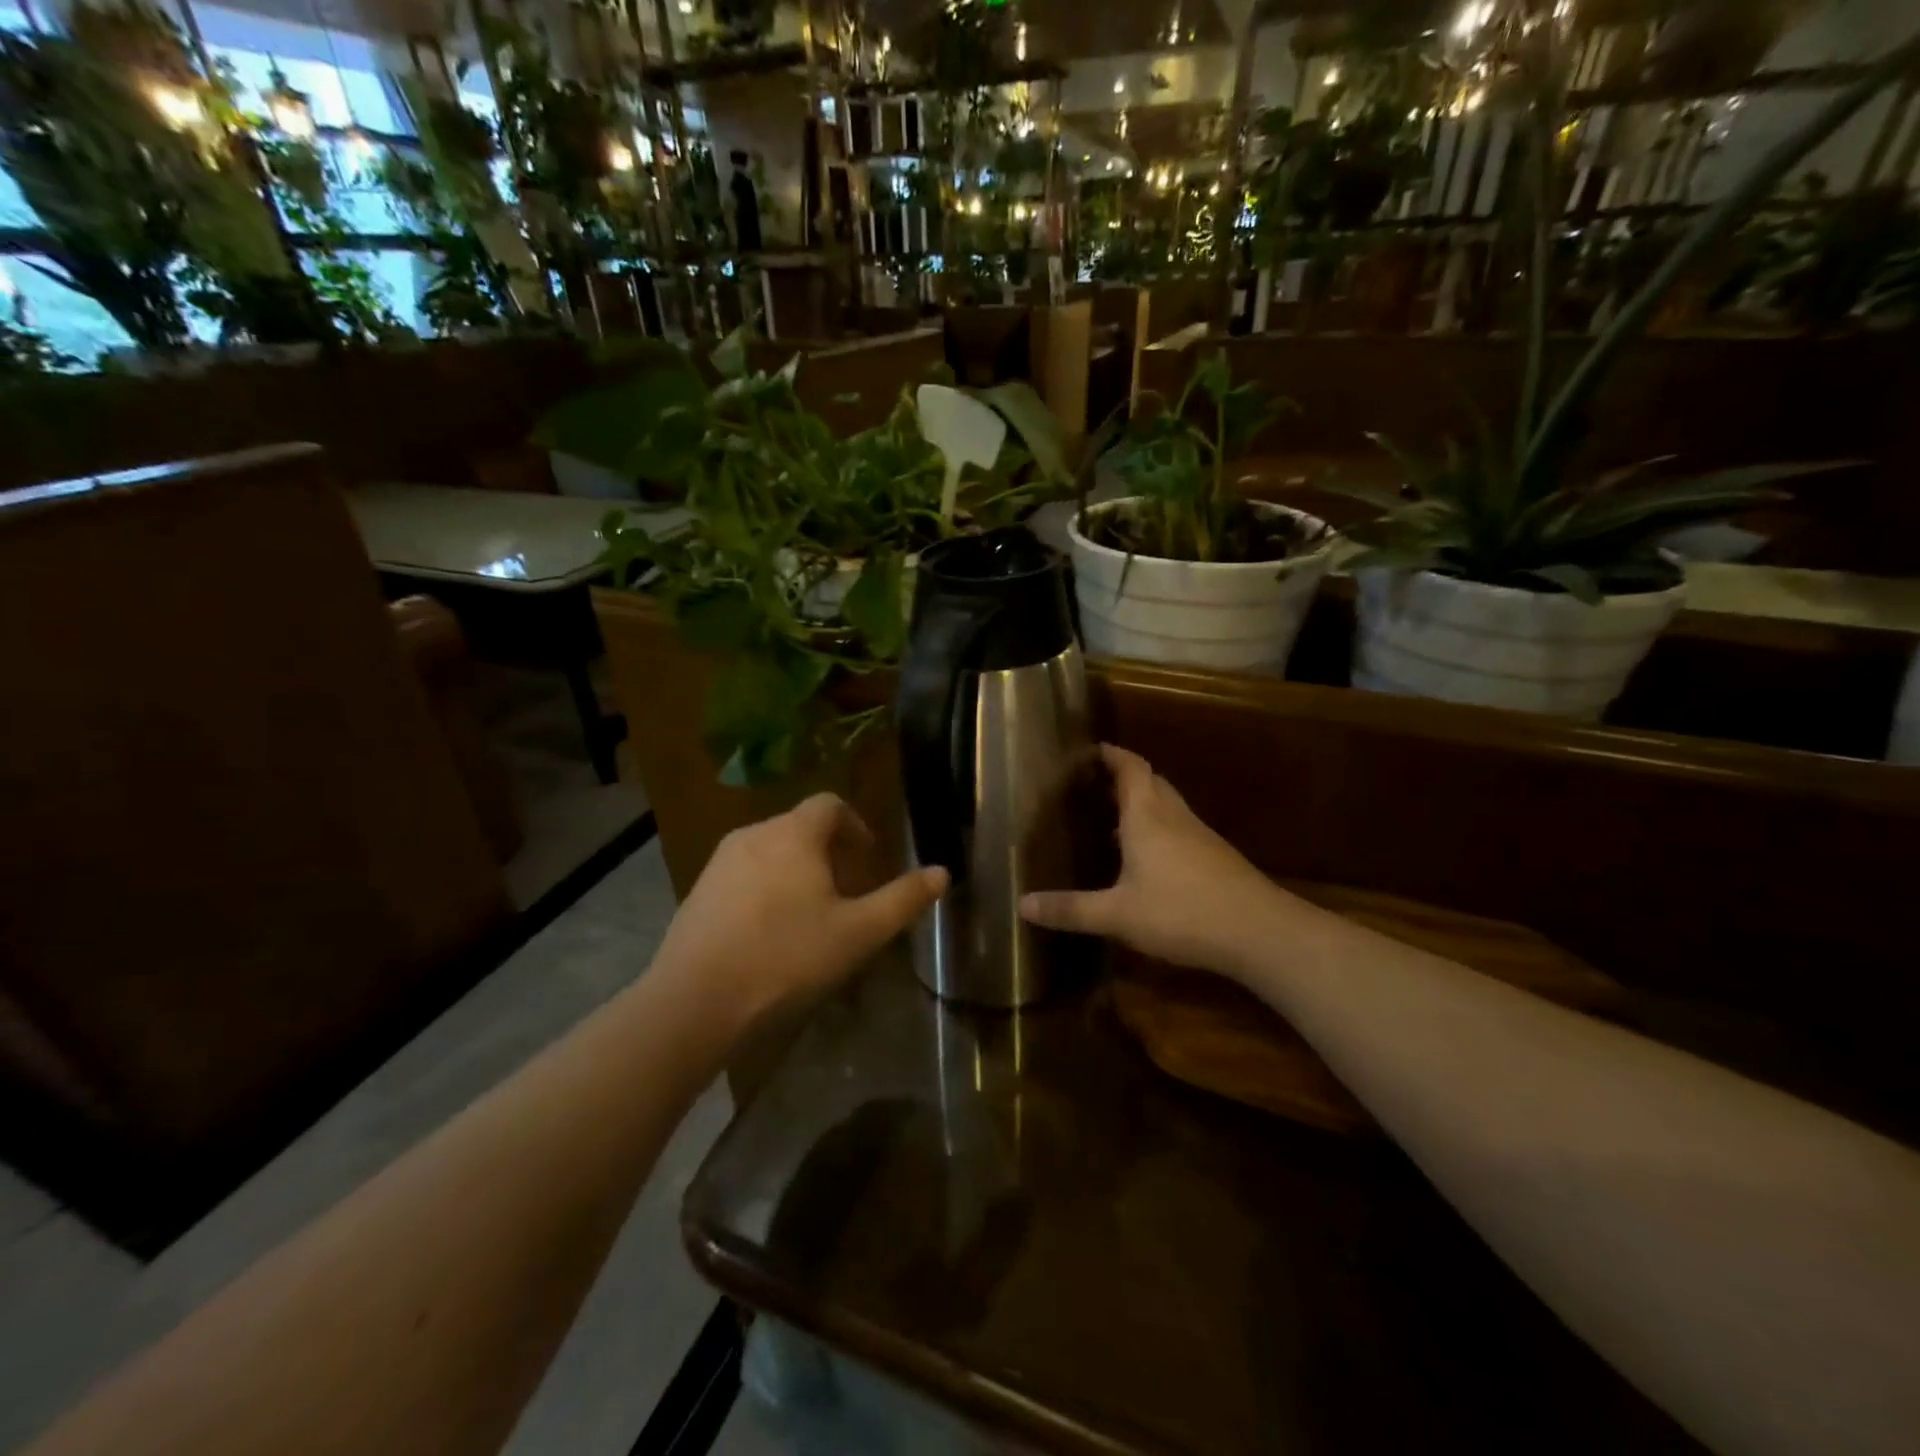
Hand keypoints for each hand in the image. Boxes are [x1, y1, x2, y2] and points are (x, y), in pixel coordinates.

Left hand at [654, 793, 947, 1030]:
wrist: (695, 1001)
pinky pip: (744, 875)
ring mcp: (719, 862)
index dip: (856, 825)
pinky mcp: (698, 891)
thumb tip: (942, 872)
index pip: (830, 804)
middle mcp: (754, 834)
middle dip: (830, 853)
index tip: (868, 859)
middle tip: (847, 894)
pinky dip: (766, 888)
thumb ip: (902, 899)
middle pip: (800, 827)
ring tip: (811, 915)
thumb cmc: (787, 958)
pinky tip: (769, 934)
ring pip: (771, 851)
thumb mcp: (858, 933)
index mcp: (794, 834)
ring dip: (797, 871)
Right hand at [1021, 745, 1286, 975]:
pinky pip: (1178, 829)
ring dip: (1141, 804)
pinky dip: (1157, 829)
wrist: (1259, 931)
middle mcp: (1173, 816)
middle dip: (1123, 777)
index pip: (1130, 767)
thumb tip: (1022, 904)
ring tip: (1111, 821)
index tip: (1092, 750)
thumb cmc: (1181, 911)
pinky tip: (1145, 861)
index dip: (1112, 754)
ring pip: (1166, 805)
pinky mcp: (1215, 857)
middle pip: (1150, 781)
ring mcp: (1199, 835)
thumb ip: (1070, 909)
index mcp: (1147, 815)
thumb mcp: (1117, 915)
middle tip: (1092, 785)